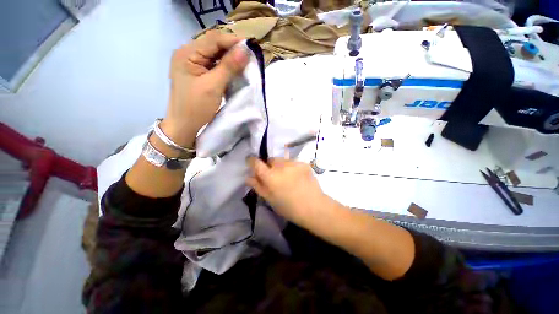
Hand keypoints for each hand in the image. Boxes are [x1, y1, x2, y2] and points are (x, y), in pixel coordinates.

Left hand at [161, 31, 249, 147]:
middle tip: (250, 56)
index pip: (214, 39)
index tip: (252, 46)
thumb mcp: (213, 86)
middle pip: (214, 46)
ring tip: (246, 63)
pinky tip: (235, 70)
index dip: (233, 41)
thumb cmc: (196, 107)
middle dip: (233, 50)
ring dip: (231, 59)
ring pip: (215, 56)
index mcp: (187, 53)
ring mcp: (193, 64)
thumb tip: (245, 50)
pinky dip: (226, 67)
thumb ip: (228, 67)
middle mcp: (188, 54)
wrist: (184, 125)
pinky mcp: (198, 74)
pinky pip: (214, 65)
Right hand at [247, 157, 329, 226]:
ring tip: (287, 177)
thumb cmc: (289, 207)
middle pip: (270, 160)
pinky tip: (297, 177)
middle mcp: (281, 166)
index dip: (252, 161)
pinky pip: (292, 162)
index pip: (256, 162)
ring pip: (282, 160)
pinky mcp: (303, 163)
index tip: (252, 163)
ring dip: (281, 166)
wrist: (314, 207)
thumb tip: (248, 177)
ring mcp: (293, 163)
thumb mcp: (270, 199)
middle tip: (274, 177)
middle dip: (269, 166)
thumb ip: (258, 186)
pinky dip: (291, 167)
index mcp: (270, 176)